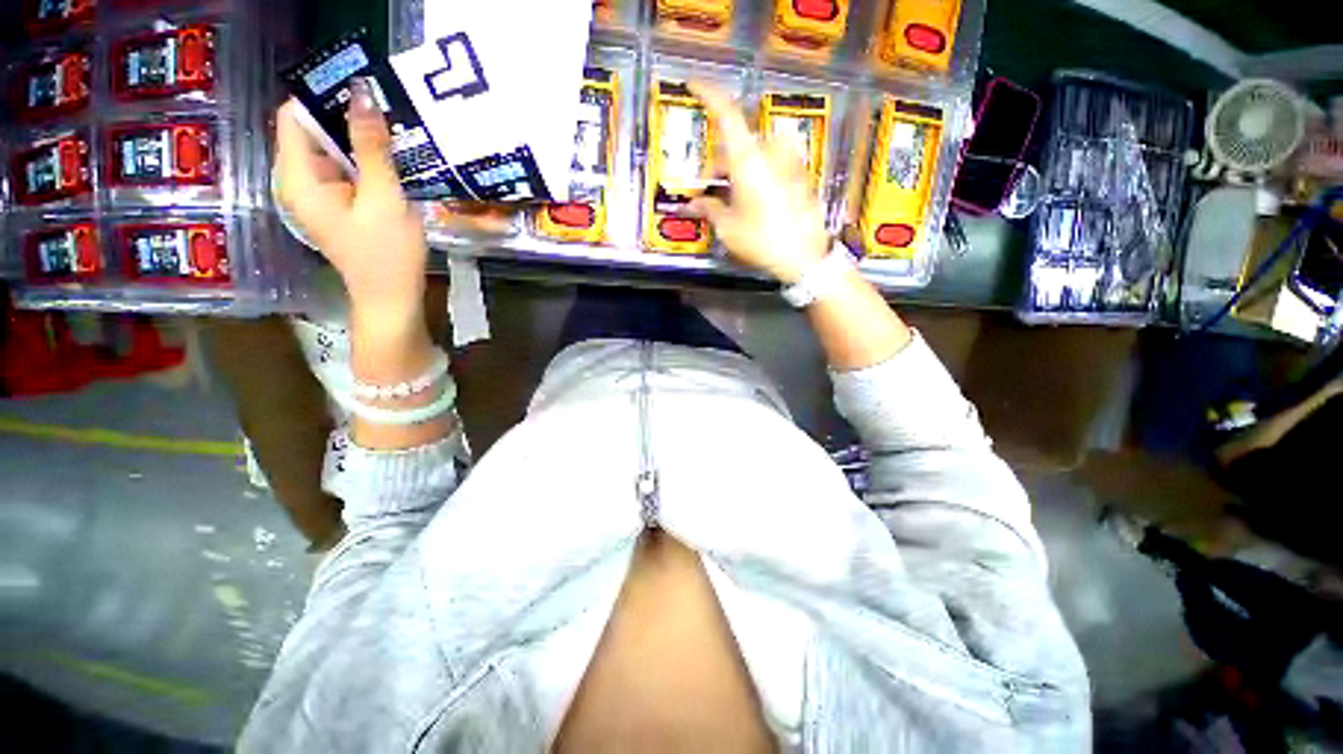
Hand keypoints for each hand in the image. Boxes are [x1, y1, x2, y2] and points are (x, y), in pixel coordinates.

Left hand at [275, 81, 426, 324]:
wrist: (392, 298)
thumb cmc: (388, 255)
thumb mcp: (384, 199)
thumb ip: (372, 148)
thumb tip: (362, 92)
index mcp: (299, 179)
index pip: (294, 117)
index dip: (324, 98)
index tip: (364, 93)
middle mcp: (299, 181)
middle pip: (312, 132)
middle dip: (347, 119)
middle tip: (388, 114)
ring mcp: (317, 195)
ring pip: (332, 151)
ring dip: (360, 141)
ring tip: (395, 137)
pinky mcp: (335, 205)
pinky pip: (344, 170)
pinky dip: (365, 162)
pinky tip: (392, 164)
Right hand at [688, 82, 831, 284]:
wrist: (805, 257)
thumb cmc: (762, 240)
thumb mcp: (729, 228)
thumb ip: (709, 209)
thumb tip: (692, 204)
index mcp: (748, 158)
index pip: (726, 113)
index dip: (708, 93)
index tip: (692, 84)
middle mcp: (770, 151)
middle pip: (738, 142)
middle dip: (720, 161)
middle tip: (709, 189)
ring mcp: (790, 161)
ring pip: (756, 153)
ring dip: (739, 169)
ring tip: (730, 198)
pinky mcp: (801, 175)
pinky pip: (772, 163)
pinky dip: (757, 174)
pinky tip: (753, 200)